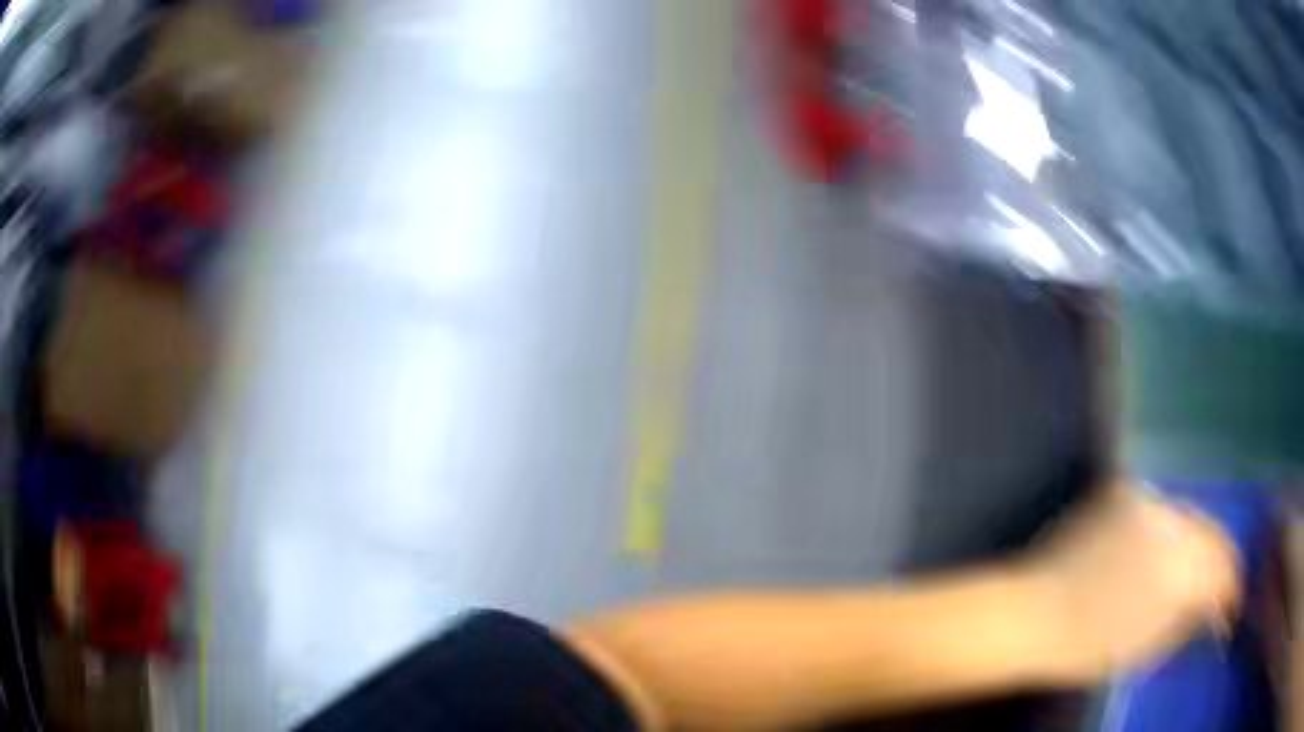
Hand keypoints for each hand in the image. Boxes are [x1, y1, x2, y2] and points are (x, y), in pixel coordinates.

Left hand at [1021, 480, 1240, 684]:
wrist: (1030, 613)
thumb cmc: (1087, 647)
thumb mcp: (1146, 648)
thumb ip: (1186, 621)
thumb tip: (1209, 610)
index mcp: (1183, 568)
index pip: (1224, 570)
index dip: (1231, 591)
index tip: (1231, 608)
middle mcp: (1174, 522)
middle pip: (1213, 536)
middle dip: (1220, 563)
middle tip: (1219, 588)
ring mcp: (1148, 499)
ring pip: (1192, 517)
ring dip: (1199, 543)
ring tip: (1195, 570)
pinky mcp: (1124, 489)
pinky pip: (1163, 508)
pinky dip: (1172, 529)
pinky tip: (1167, 549)